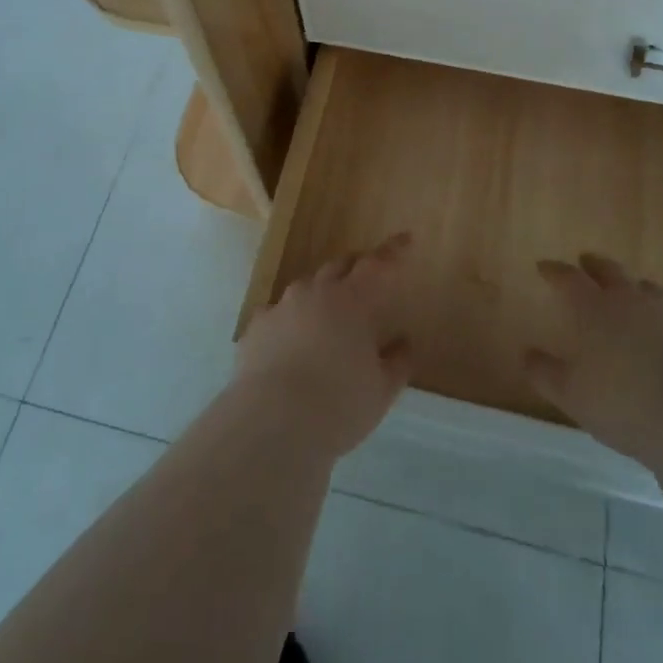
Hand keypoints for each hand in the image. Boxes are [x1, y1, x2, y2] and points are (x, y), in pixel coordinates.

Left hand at [234, 232, 414, 458]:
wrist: (272, 424)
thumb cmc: (338, 405)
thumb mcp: (381, 390)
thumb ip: (397, 362)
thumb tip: (404, 342)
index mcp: (352, 300)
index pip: (377, 264)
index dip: (393, 250)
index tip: (405, 238)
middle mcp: (316, 292)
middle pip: (339, 266)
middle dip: (355, 266)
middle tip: (367, 277)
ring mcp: (282, 306)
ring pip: (306, 287)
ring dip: (321, 293)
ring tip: (328, 314)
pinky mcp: (256, 327)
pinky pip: (277, 313)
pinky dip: (289, 320)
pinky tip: (290, 340)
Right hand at [524, 253, 662, 466]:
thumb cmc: (626, 405)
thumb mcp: (573, 397)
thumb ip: (546, 374)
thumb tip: (527, 354)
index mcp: (594, 309)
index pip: (568, 279)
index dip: (554, 271)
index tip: (543, 266)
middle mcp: (631, 300)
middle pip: (610, 272)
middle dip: (595, 265)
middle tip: (586, 260)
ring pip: (650, 288)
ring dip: (637, 287)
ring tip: (633, 290)